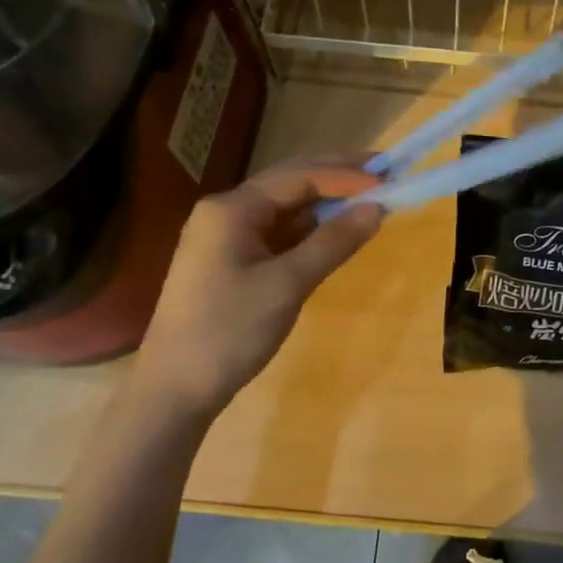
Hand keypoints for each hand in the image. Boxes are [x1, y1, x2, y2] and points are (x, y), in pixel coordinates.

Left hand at [127, 158, 382, 419]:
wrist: (174, 390)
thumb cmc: (229, 331)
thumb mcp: (287, 285)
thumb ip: (333, 242)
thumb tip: (377, 208)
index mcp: (231, 209)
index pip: (298, 177)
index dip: (346, 176)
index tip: (388, 180)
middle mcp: (226, 212)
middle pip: (289, 182)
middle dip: (336, 177)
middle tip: (383, 172)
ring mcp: (226, 236)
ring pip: (284, 207)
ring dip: (324, 202)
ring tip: (367, 198)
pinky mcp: (231, 261)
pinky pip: (277, 232)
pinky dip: (309, 229)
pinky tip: (334, 230)